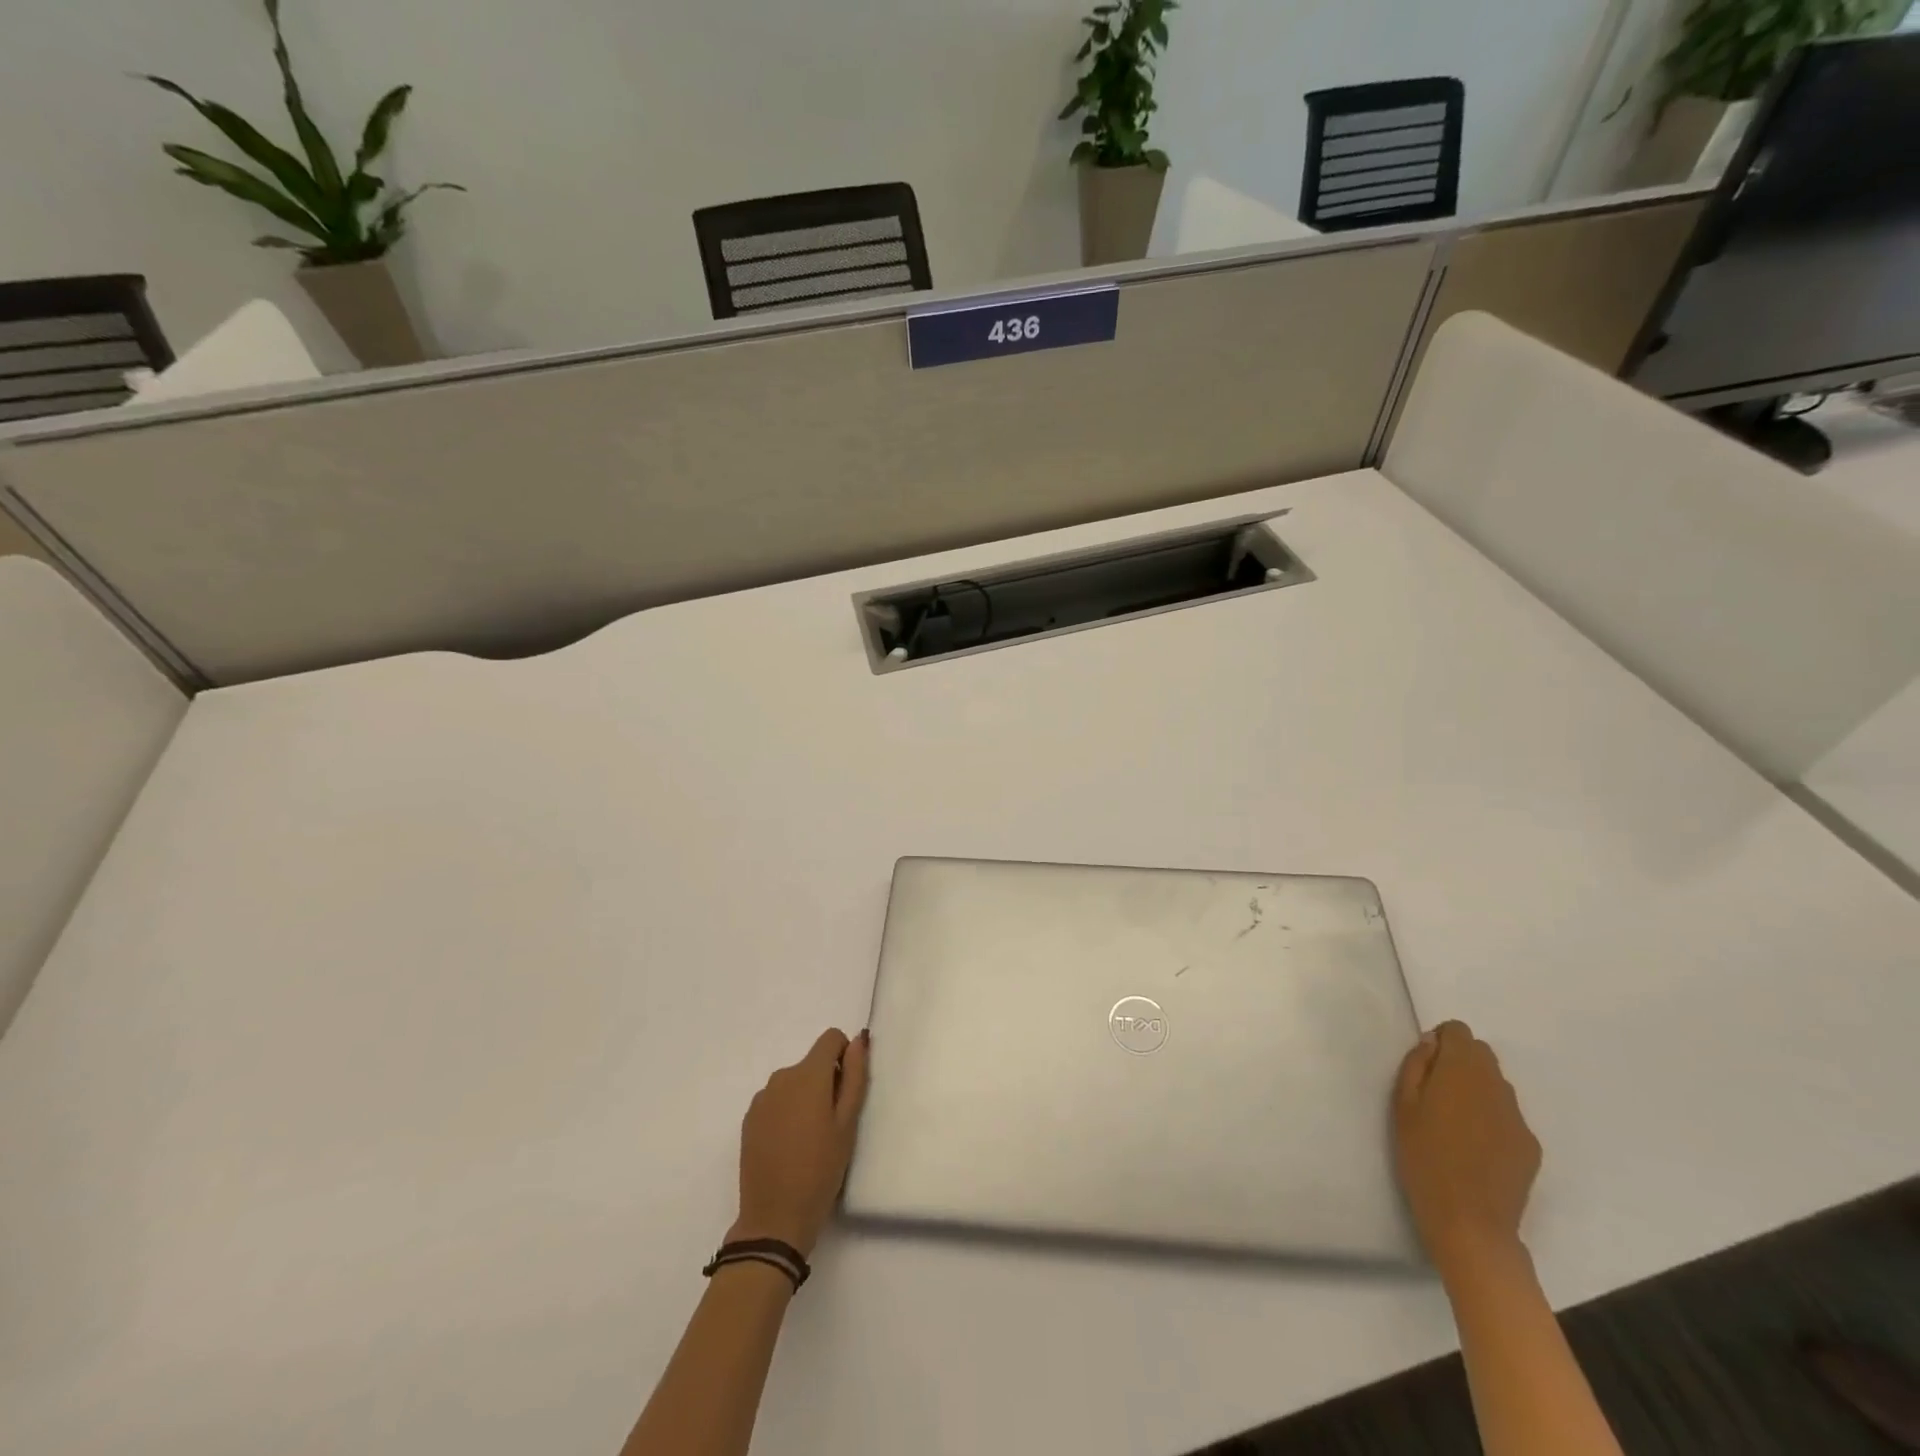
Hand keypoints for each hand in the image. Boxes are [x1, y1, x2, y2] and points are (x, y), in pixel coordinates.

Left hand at [727, 1028, 870, 1256]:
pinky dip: (787, 1113)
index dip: (845, 1056)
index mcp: (808, 1074)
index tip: (847, 1091)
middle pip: (812, 1063)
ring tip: (810, 1140)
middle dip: (826, 1082)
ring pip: (794, 1083)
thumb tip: (859, 1040)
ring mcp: (761, 1098)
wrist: (774, 1219)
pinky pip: (776, 1101)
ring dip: (806, 1098)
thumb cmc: (821, 1170)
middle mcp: (781, 1077)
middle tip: (833, 1125)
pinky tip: (789, 1147)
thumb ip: (855, 1075)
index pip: (831, 1038)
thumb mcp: (848, 1123)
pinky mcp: (749, 1120)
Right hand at [1393, 1020, 1540, 1275]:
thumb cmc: (1423, 1157)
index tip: (1426, 1066)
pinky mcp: (1530, 1146)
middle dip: (1459, 1062)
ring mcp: (1517, 1117)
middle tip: (1435, 1093)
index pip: (1460, 1032)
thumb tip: (1431, 1043)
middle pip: (1481, 1054)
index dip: (1441, 1041)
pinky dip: (1491, 1119)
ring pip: (1496, 1085)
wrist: (1470, 1222)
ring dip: (1476, 1090)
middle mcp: (1496, 1086)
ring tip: (1454, 1123)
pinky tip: (1475, 1148)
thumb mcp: (1402, 1105)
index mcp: (1461, 1071)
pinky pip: (1507, 1116)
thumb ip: (1417, 1066)